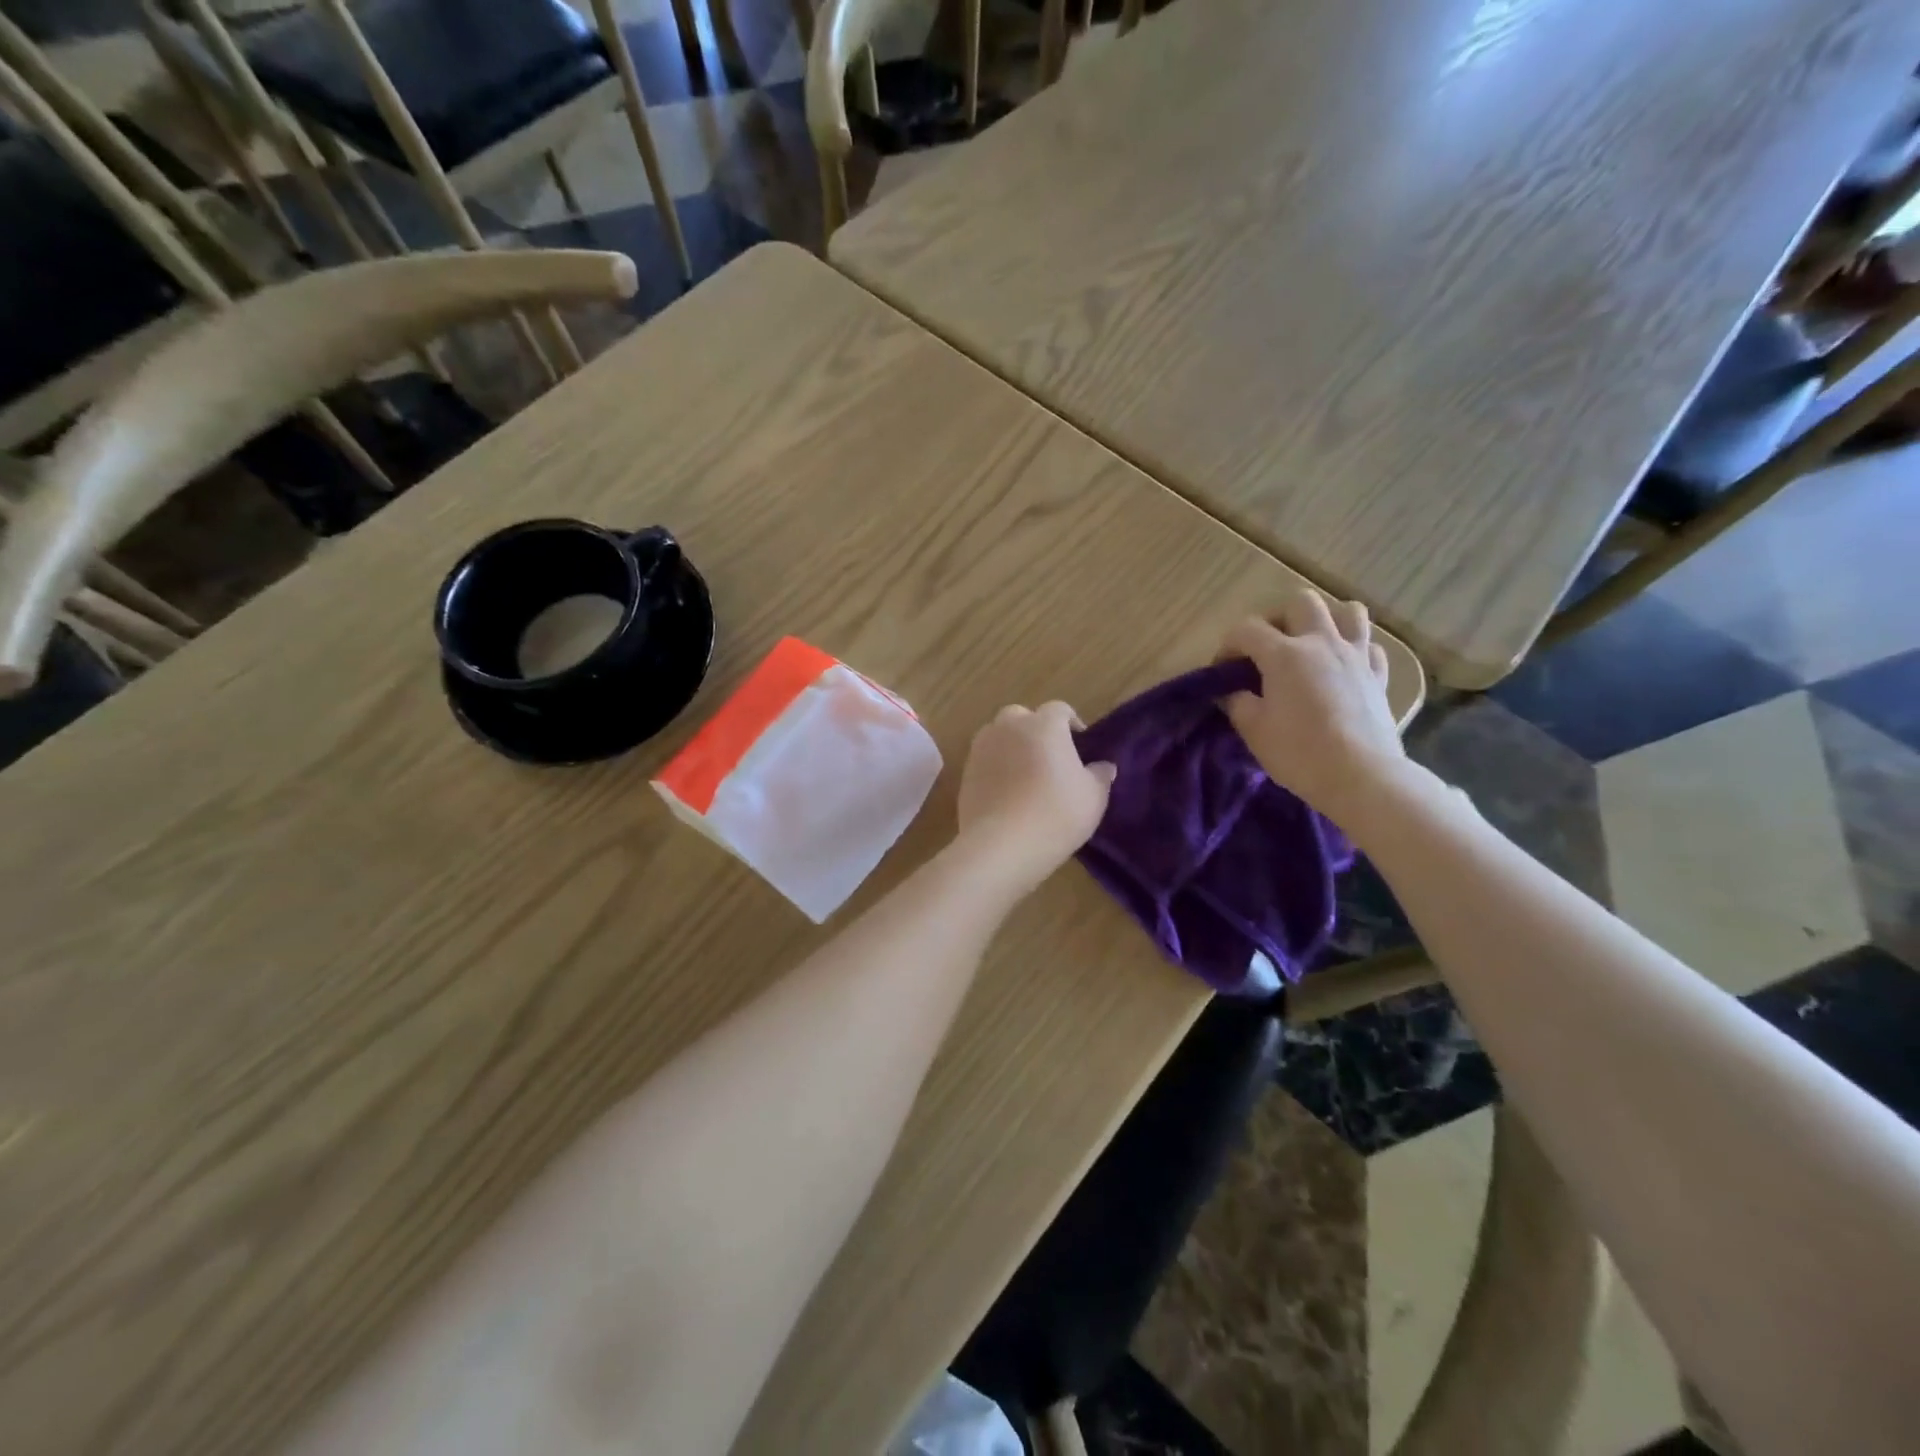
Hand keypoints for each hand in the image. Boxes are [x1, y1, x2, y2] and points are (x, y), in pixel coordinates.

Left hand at [956, 702, 1115, 894]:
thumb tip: (1103, 766)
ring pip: (999, 735)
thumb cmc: (1055, 815)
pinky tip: (1007, 793)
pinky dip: (996, 768)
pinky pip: (986, 760)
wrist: (1001, 846)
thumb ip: (1100, 775)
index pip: (1060, 710)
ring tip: (1026, 775)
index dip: (1072, 724)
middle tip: (1051, 759)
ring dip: (1013, 746)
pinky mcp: (966, 772)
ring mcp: (982, 748)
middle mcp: (1009, 727)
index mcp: (1044, 725)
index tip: (1081, 746)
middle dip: (1036, 730)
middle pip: (1023, 717)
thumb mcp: (1094, 797)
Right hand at [1220, 592, 1406, 827]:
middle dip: (1278, 618)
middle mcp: (1321, 643)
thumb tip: (1231, 691)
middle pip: (1300, 602)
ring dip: (1326, 620)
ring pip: (1348, 611)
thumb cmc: (1299, 753)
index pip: (1246, 629)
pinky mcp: (1379, 676)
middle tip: (1267, 647)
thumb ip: (1237, 702)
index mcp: (1285, 654)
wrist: (1361, 777)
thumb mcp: (1253, 730)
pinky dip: (1354, 649)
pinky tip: (1342, 667)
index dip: (1228, 645)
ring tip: (1311, 644)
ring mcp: (1356, 656)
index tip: (1222, 671)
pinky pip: (1369, 646)